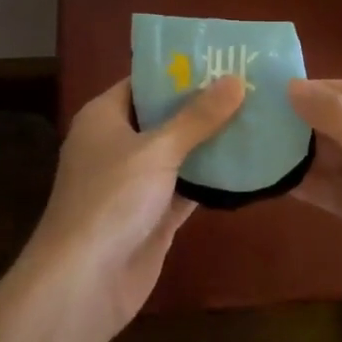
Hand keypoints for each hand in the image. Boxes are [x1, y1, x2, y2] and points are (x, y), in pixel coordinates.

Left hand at [20, 75, 245, 340]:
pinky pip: (187, 187)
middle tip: (251, 85)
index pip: (144, 82)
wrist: (83, 283)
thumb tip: (236, 79)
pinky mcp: (153, 215)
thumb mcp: (157, 150)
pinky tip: (248, 164)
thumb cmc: (111, 199)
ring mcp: (136, 182)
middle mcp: (118, 144)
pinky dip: (212, 178)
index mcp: (104, 116)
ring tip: (258, 117)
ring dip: (212, 141)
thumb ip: (198, 117)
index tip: (221, 58)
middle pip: (165, 116)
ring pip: (179, 153)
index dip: (179, 70)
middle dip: (203, 105)